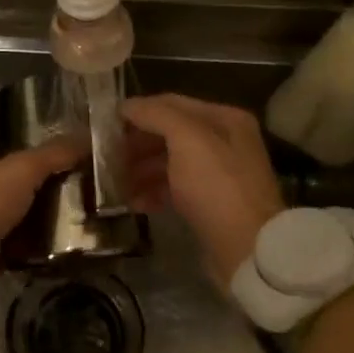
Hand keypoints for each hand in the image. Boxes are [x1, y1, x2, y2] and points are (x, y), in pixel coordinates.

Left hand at [0, 135, 82, 295]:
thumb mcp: (23, 171)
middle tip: (62, 197)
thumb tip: (86, 137)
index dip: (26, 152)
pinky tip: (33, 257)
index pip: (0, 144)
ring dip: (17, 221)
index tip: (57, 164)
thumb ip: (53, 154)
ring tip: (54, 227)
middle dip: (26, 189)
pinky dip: (8, 251)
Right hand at [123, 93, 284, 286]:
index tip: (106, 124)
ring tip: (115, 184)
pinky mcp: (211, 204)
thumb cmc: (216, 186)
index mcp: (225, 119)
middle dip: (137, 145)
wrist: (247, 249)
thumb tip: (126, 105)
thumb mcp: (187, 140)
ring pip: (170, 163)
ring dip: (140, 170)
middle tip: (107, 157)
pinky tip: (135, 203)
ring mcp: (218, 174)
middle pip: (169, 134)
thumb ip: (156, 115)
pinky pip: (175, 188)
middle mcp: (224, 142)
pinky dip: (154, 192)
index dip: (138, 111)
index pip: (172, 103)